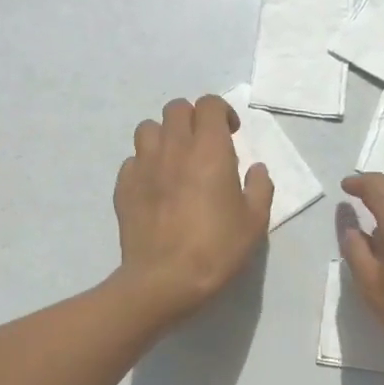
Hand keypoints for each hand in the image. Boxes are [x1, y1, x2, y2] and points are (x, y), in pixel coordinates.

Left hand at [114, 95, 273, 323]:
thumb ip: (259, 188)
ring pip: (148, 128)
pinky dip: (145, 165)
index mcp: (209, 150)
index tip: (231, 134)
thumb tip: (256, 169)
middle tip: (204, 145)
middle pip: (176, 108)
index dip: (221, 112)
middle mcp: (174, 148)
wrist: (164, 280)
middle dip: (192, 118)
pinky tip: (155, 188)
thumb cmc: (216, 249)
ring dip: (164, 136)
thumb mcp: (254, 222)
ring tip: (175, 161)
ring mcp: (144, 165)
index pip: (209, 104)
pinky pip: (133, 160)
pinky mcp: (123, 186)